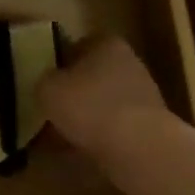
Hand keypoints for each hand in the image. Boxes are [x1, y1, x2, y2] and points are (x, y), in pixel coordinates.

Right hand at [40, 35, 168, 160]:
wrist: (139, 147)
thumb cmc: (90, 106)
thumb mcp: (49, 89)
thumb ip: (45, 82)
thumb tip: (49, 85)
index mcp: (107, 44)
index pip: (79, 45)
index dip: (60, 63)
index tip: (46, 82)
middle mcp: (129, 63)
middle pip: (94, 75)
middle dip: (75, 92)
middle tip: (52, 110)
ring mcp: (143, 95)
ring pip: (104, 102)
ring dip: (87, 116)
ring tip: (63, 136)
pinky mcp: (150, 125)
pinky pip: (116, 127)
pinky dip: (100, 136)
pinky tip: (82, 151)